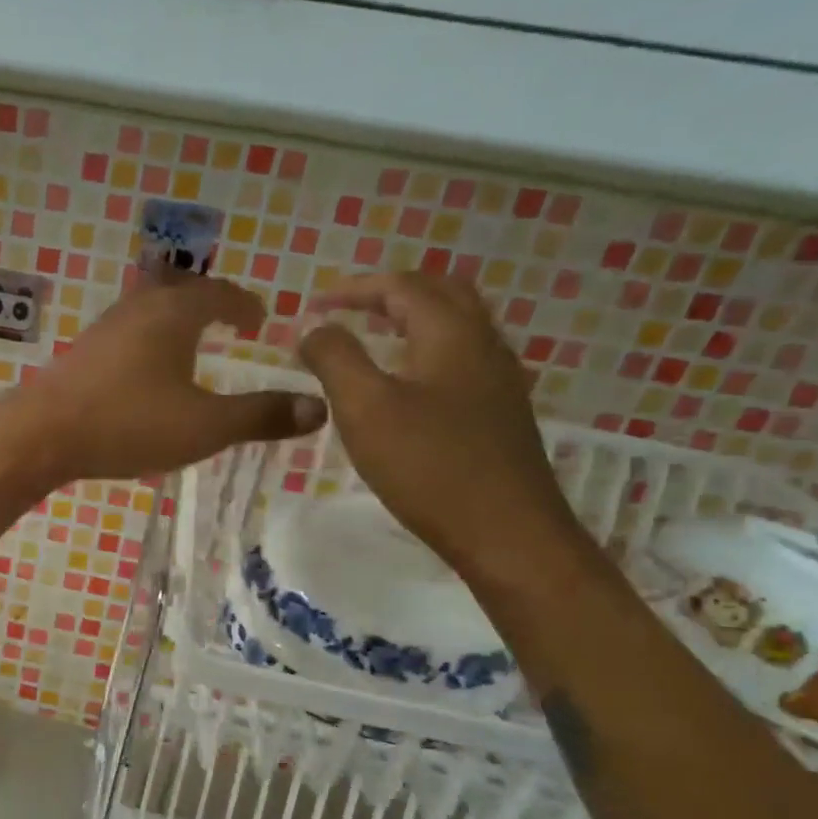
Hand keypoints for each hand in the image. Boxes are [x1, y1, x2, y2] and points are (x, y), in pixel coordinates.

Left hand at [18, 271, 326, 485]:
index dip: (244, 304)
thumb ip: (260, 416)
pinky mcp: (80, 354)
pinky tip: (142, 373)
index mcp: (175, 313)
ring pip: (146, 308)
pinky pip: (124, 333)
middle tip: (225, 321)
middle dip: (206, 301)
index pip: (219, 293)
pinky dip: (146, 340)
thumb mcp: (205, 426)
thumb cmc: (129, 423)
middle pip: (178, 288)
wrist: (42, 434)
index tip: (259, 320)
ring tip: (186, 344)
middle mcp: (138, 308)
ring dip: (172, 319)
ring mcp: (103, 329)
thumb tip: (319, 407)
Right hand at [299, 272, 589, 585]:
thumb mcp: (365, 408)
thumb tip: (314, 328)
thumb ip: (335, 358)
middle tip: (346, 311)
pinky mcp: (499, 412)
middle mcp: (483, 344)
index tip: (311, 306)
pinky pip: (460, 359)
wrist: (506, 532)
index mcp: (451, 333)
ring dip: (410, 320)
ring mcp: (498, 379)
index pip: (401, 286)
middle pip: (439, 294)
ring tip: (371, 339)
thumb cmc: (428, 466)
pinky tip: (407, 384)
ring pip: (455, 326)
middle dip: (388, 294)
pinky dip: (425, 351)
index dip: (352, 289)